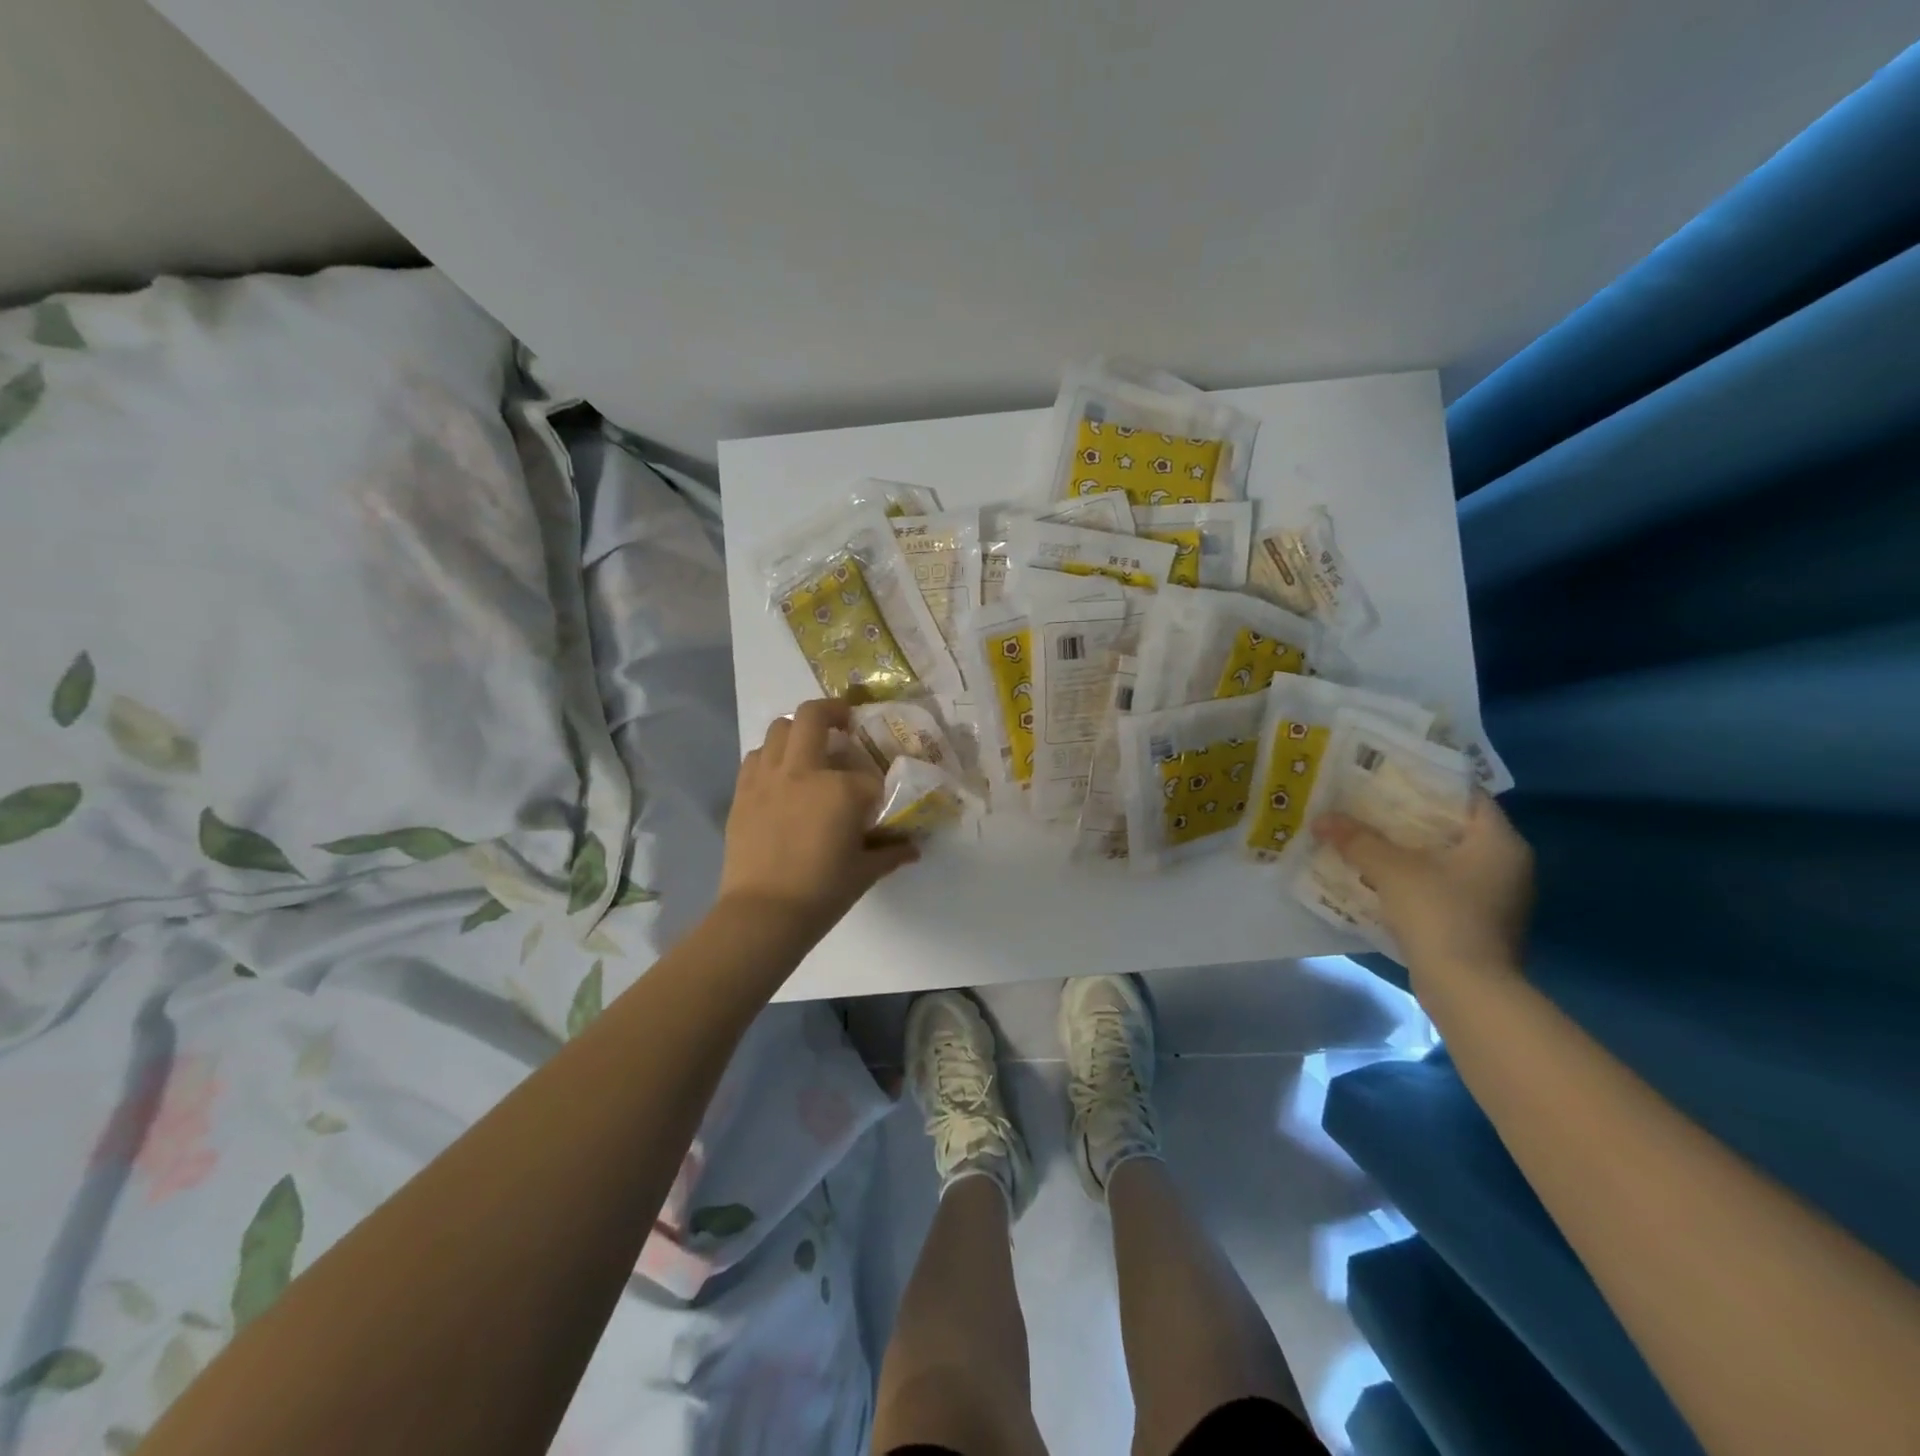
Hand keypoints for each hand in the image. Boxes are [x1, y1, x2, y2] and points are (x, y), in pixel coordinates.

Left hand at [718, 699, 919, 940]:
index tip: (879, 803)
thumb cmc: (822, 892)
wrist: (763, 914)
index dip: (878, 789)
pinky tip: (781, 775)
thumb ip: (890, 852)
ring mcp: (768, 777)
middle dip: (834, 712)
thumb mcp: (865, 872)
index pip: (868, 776)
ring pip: (779, 728)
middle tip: (845, 723)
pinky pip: (756, 756)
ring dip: (798, 730)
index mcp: (840, 789)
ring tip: (810, 747)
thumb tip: (913, 848)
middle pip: (813, 716)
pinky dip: (772, 756)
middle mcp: (803, 771)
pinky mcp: (743, 792)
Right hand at [1312, 792, 1534, 981]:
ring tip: (1367, 836)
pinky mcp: (1482, 923)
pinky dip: (1417, 877)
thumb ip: (1357, 840)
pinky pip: (1445, 886)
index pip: (1466, 796)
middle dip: (1411, 817)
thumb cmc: (1439, 914)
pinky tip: (1381, 876)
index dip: (1428, 782)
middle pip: (1454, 827)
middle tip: (1369, 803)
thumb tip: (1321, 819)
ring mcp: (1498, 897)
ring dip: (1411, 850)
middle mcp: (1508, 864)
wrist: (1467, 989)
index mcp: (1499, 842)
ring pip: (1448, 859)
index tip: (1390, 776)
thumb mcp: (1391, 869)